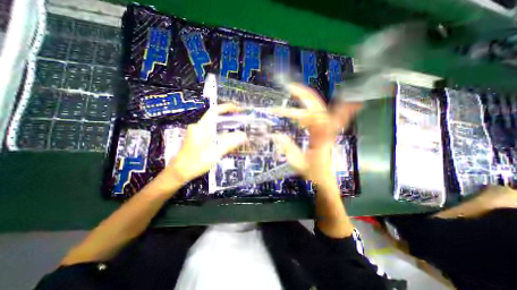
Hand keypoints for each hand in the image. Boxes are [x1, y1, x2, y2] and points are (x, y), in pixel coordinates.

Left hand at [163, 104, 248, 184]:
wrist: (179, 173)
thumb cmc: (195, 162)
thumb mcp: (215, 153)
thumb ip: (230, 144)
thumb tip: (245, 137)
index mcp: (201, 127)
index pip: (215, 111)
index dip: (227, 108)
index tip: (238, 110)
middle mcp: (199, 127)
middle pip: (216, 119)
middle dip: (230, 120)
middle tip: (242, 123)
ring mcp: (198, 133)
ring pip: (215, 128)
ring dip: (227, 129)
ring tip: (239, 133)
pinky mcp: (199, 139)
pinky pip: (213, 134)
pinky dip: (222, 136)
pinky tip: (229, 141)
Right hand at [271, 83, 359, 182]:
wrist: (328, 178)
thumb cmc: (315, 173)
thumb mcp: (299, 164)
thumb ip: (288, 149)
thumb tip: (275, 135)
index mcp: (320, 139)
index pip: (312, 118)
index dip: (298, 110)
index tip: (282, 107)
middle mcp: (326, 130)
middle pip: (318, 106)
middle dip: (304, 94)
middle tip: (290, 88)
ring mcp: (326, 129)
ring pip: (318, 108)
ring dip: (305, 99)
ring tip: (293, 93)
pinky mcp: (324, 130)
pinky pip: (319, 114)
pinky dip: (312, 107)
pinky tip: (305, 105)